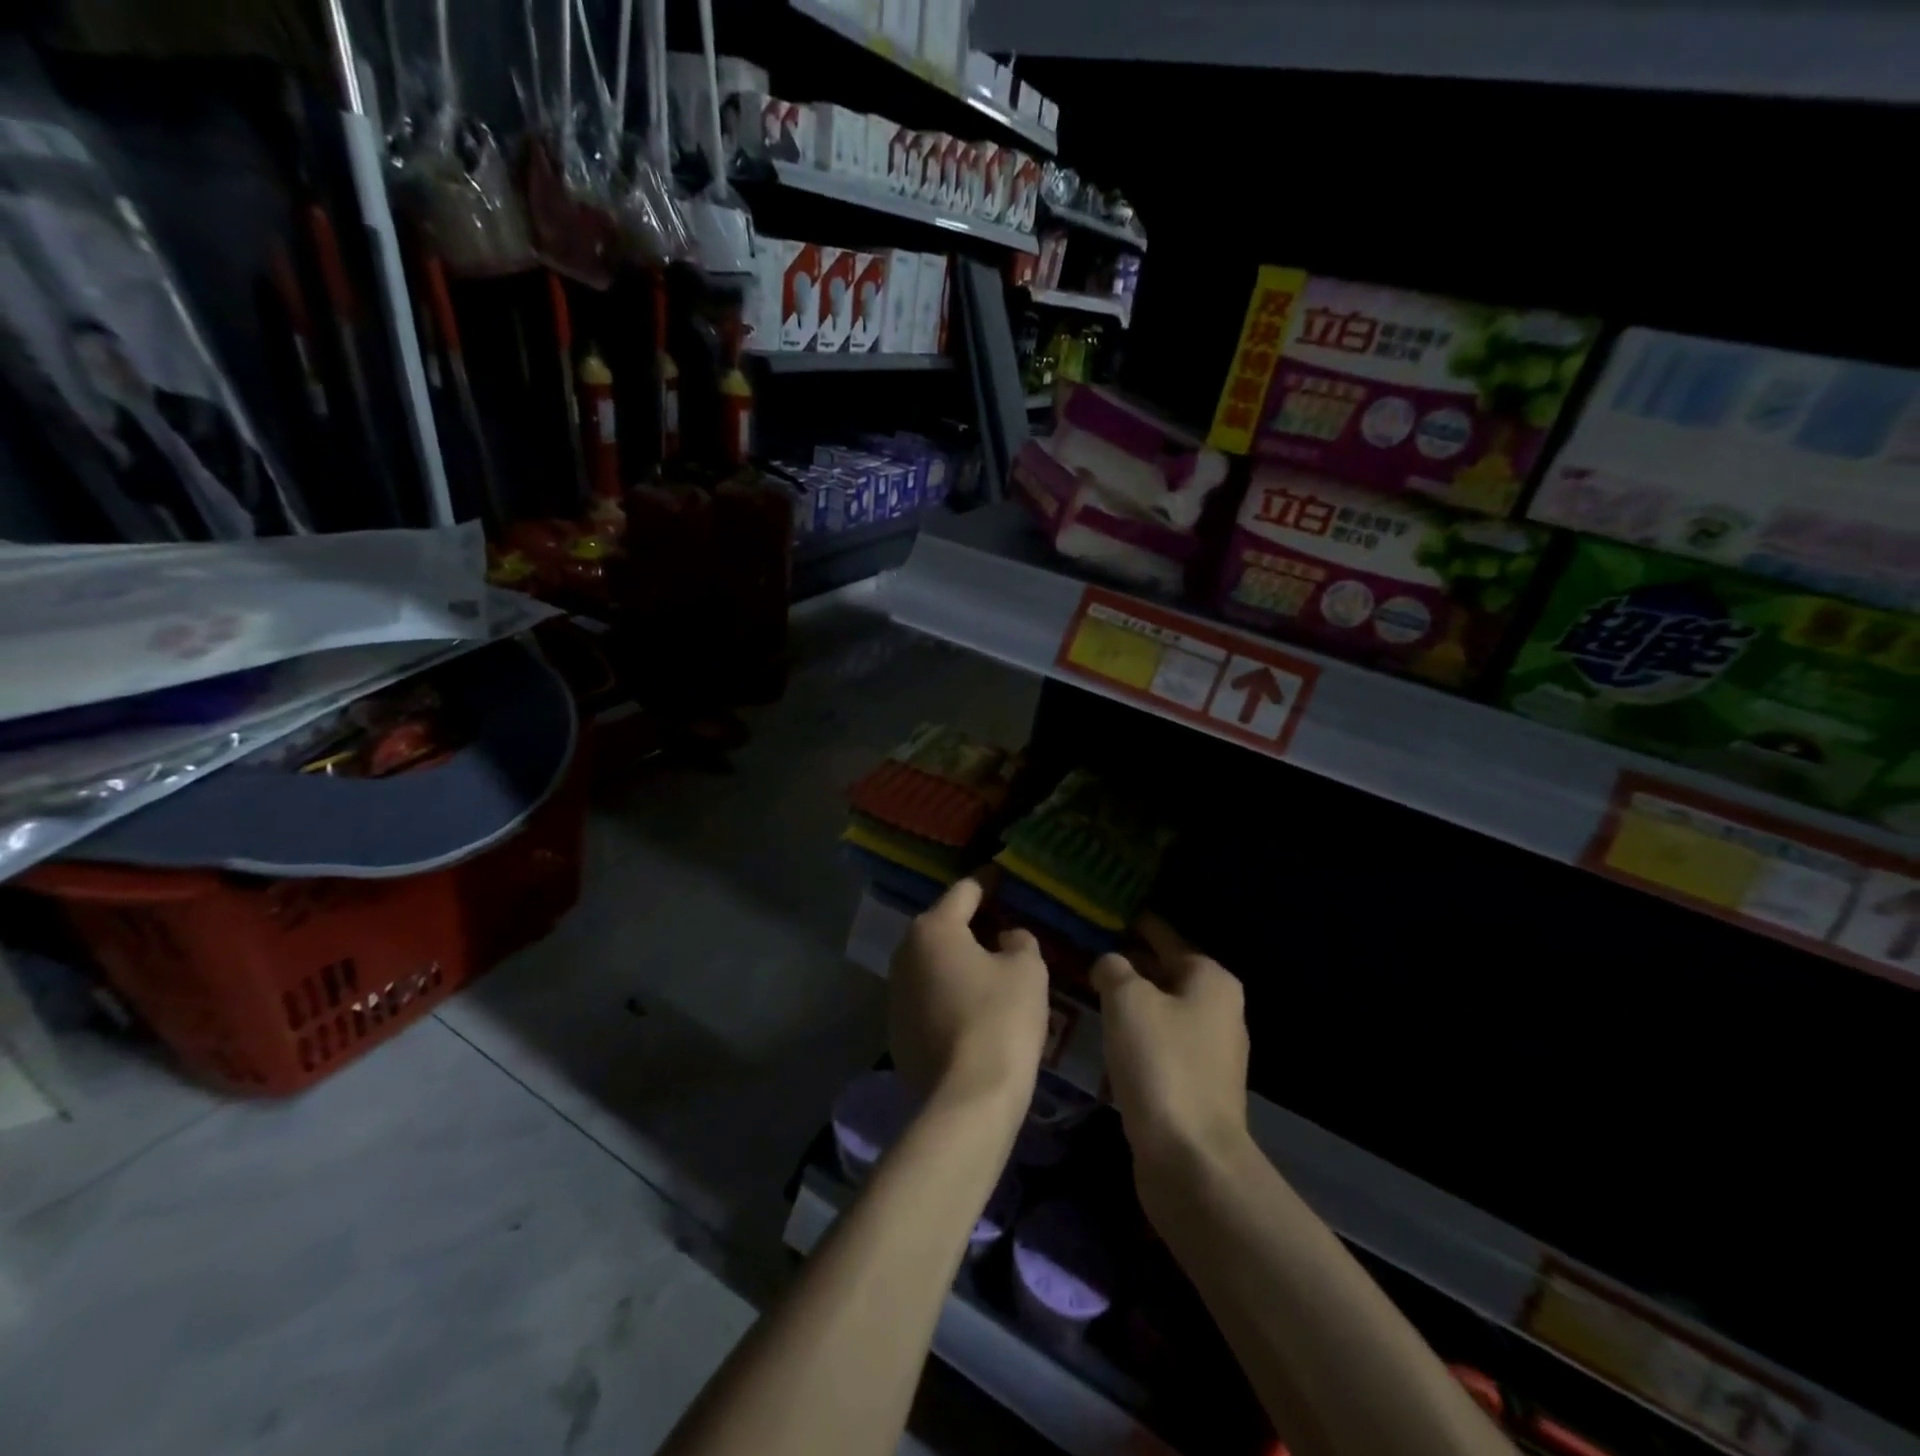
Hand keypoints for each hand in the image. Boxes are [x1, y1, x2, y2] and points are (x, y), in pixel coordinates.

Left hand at [889, 875, 1050, 1111]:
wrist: (967, 1099)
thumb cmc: (1000, 1020)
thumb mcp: (1026, 970)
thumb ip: (1019, 941)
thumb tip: (1007, 938)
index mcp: (933, 929)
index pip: (964, 891)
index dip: (988, 882)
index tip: (1002, 876)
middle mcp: (905, 953)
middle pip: (943, 926)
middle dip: (972, 923)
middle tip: (1003, 924)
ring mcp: (895, 993)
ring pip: (933, 962)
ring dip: (959, 959)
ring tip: (991, 965)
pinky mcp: (897, 1028)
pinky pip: (928, 994)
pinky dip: (949, 991)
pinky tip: (973, 1006)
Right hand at [1092, 914, 1250, 1180]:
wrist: (1191, 1158)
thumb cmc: (1161, 1063)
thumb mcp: (1127, 1000)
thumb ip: (1114, 969)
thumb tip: (1110, 964)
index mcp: (1211, 979)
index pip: (1166, 937)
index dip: (1136, 925)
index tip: (1106, 916)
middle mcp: (1220, 1010)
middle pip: (1167, 973)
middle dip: (1130, 965)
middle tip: (1087, 956)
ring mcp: (1212, 1052)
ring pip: (1162, 1011)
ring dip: (1131, 1003)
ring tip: (1090, 994)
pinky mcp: (1198, 1087)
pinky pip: (1161, 1044)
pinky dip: (1137, 1036)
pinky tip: (1108, 1039)